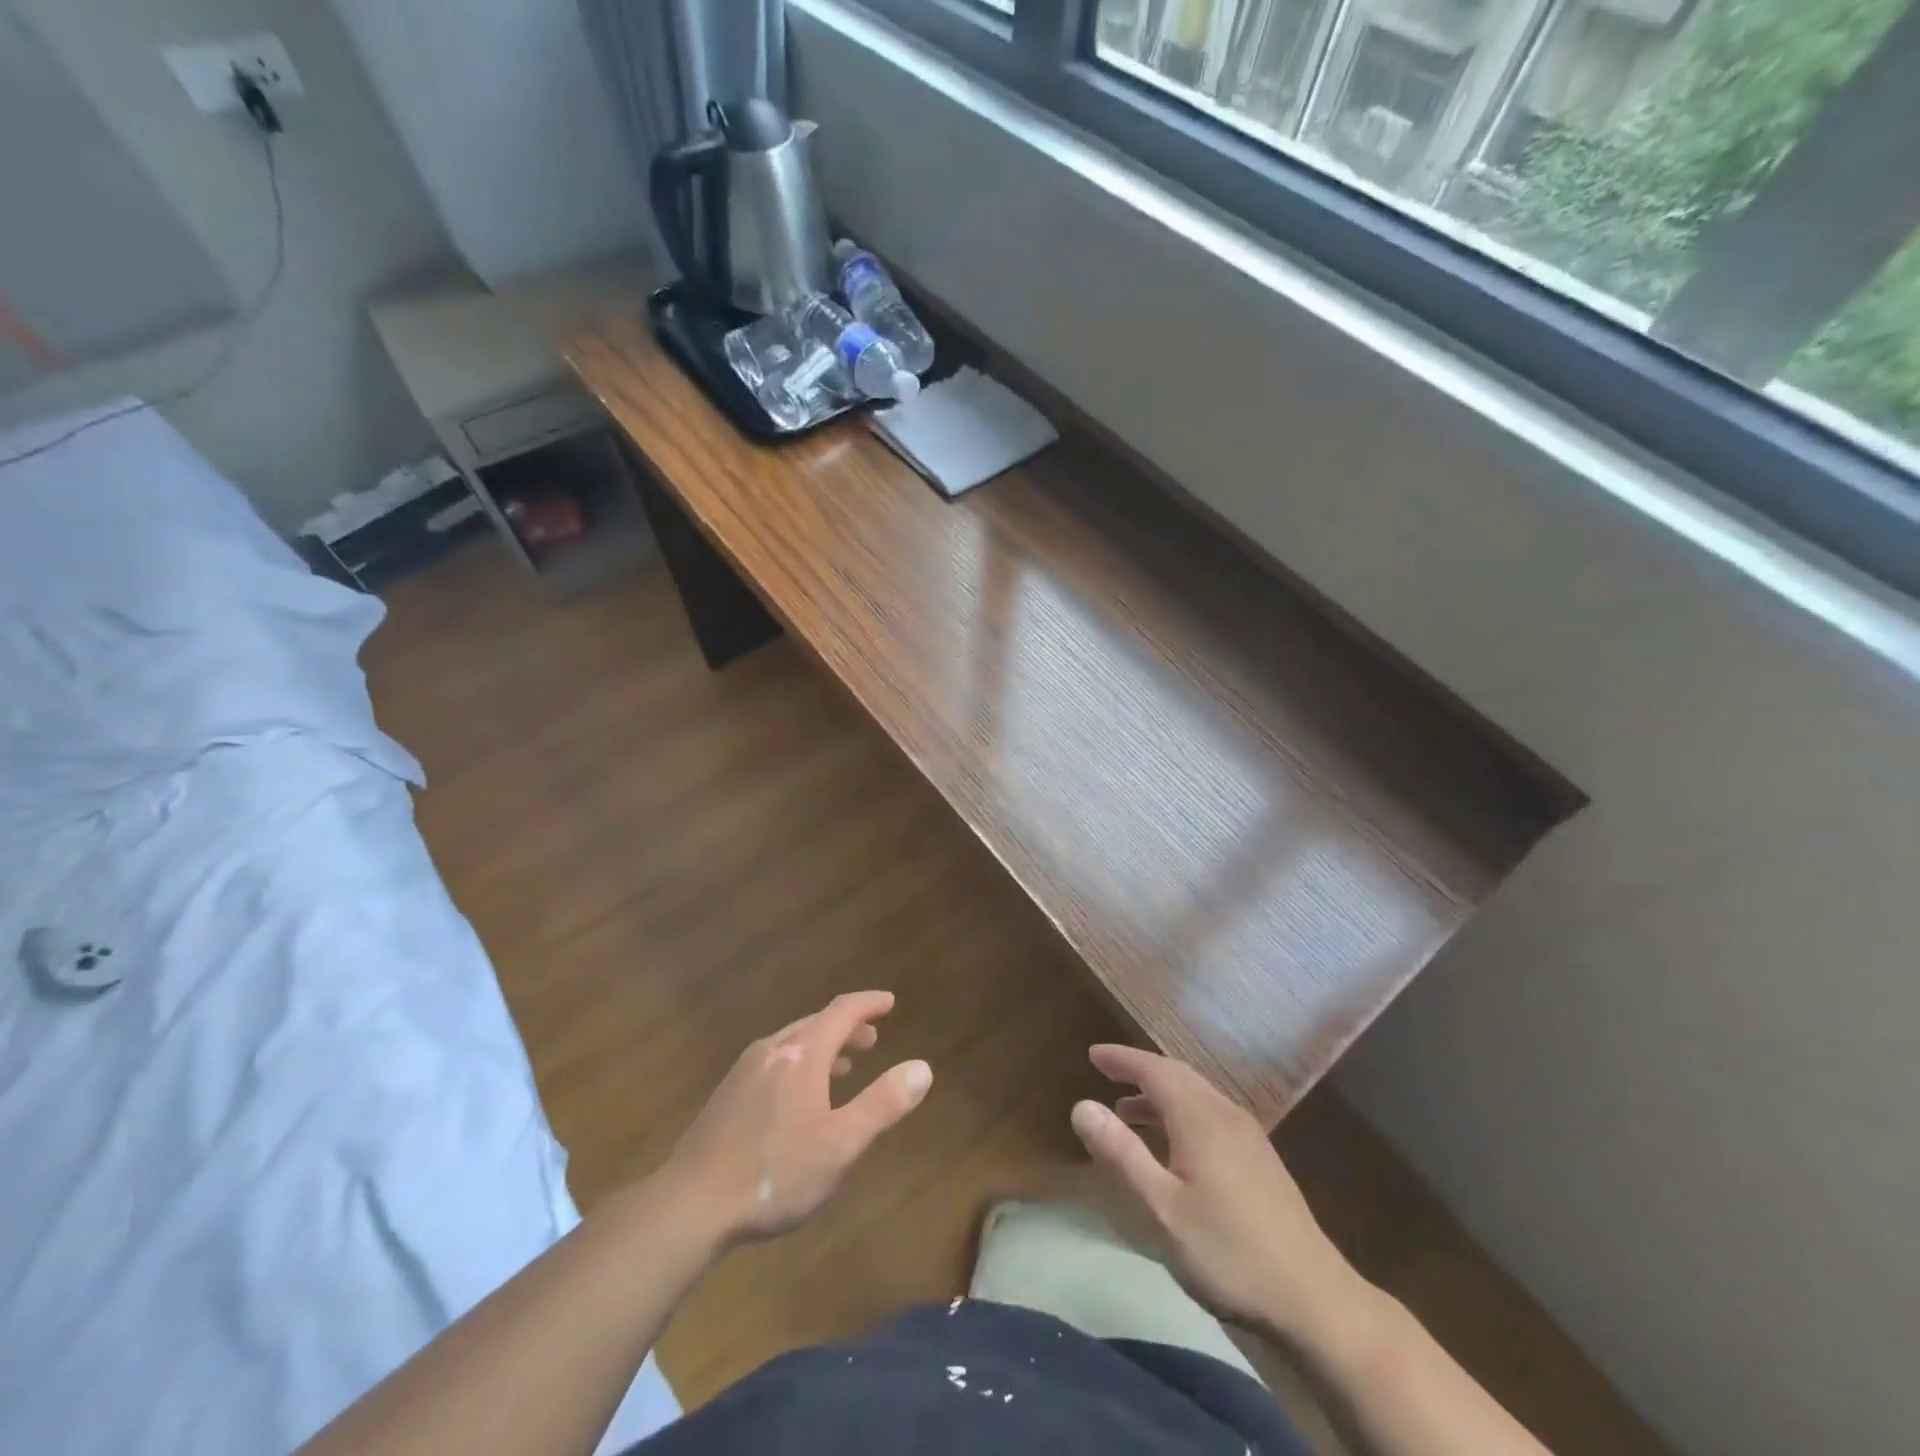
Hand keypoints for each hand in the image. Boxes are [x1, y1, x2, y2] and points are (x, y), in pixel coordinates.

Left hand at [661, 991, 932, 1248]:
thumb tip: (922, 1067)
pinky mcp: (727, 1095)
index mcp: (802, 1054)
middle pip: (816, 1024)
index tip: (889, 1001)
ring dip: (823, 1047)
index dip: (868, 1004)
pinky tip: (798, 1097)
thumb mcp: (841, 1144)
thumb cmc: (775, 1173)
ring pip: (792, 1044)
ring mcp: (744, 1071)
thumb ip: (883, 1103)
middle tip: (872, 1037)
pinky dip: (799, 1064)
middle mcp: (772, 1050)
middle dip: (847, 1027)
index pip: (841, 1012)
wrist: (690, 1205)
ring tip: (843, 1065)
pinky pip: (774, 1062)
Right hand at [1071, 1044, 1368, 1349]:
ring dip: (1160, 1095)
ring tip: (1128, 1113)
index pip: (1154, 1069)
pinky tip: (1173, 1146)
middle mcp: (1225, 1114)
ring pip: (1197, 1096)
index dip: (1122, 1059)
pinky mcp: (1261, 1161)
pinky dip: (1181, 1114)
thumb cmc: (1228, 1253)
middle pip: (1178, 1076)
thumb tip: (1082, 1105)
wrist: (1313, 1301)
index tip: (1092, 1055)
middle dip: (1140, 1071)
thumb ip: (1121, 1154)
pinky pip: (1211, 1116)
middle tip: (1107, 1073)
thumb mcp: (1162, 1208)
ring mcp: (1248, 1137)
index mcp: (1200, 1117)